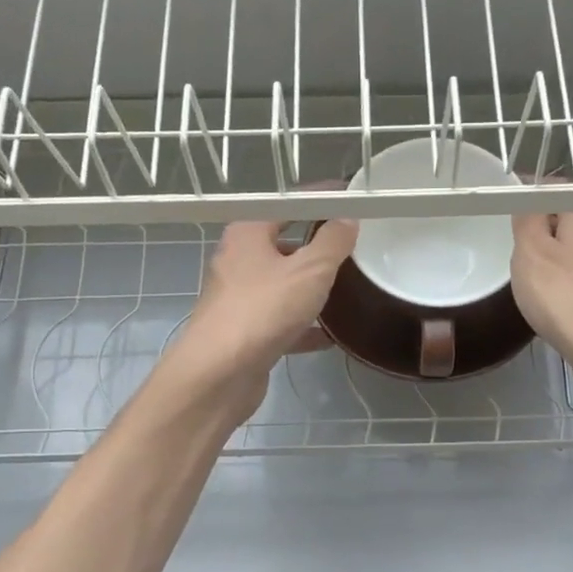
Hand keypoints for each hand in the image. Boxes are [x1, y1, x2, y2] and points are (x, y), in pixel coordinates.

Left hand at [173, 219, 356, 421]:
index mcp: (248, 233)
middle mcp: (238, 261)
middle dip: (316, 245)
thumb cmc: (264, 309)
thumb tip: (347, 219)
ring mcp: (239, 298)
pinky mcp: (245, 332)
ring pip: (281, 284)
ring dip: (310, 287)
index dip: (320, 199)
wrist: (220, 373)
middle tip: (353, 246)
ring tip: (346, 287)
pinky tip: (330, 335)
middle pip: (282, 244)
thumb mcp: (310, 270)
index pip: (288, 204)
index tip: (350, 199)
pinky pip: (281, 320)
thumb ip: (333, 242)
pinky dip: (304, 325)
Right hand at [510, 210, 572, 393]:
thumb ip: (527, 221)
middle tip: (513, 250)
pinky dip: (567, 290)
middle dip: (541, 232)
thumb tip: (529, 198)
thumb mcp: (531, 252)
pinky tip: (553, 309)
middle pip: (570, 221)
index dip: (529, 193)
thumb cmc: (568, 298)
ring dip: (554, 263)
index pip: (556, 187)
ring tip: (528, 282)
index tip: (505, 210)